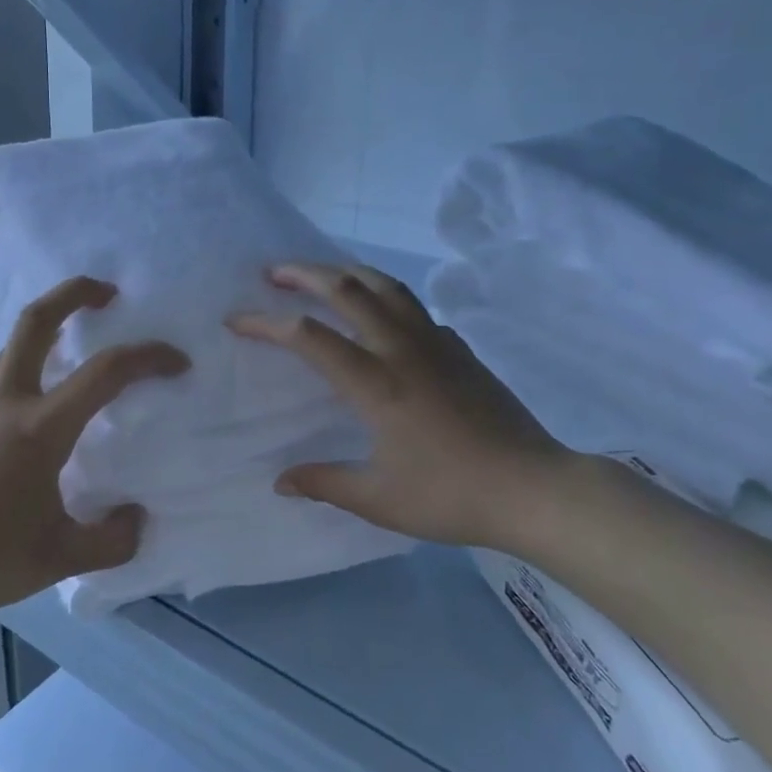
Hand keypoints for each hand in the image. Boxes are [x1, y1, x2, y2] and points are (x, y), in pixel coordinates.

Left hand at [0, 276, 188, 626]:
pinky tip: (39, 404)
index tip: (178, 362)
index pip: (105, 372)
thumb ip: (112, 540)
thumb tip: (136, 518)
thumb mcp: (61, 560)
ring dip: (49, 327)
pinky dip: (28, 365)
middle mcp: (5, 403)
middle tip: (108, 293)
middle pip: (37, 320)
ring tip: (77, 343)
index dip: (149, 357)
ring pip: (13, 345)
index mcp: (39, 429)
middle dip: (75, 293)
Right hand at [229, 263, 571, 549]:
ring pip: (387, 287)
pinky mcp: (461, 350)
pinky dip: (387, 299)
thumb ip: (326, 482)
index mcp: (377, 384)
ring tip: (323, 273)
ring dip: (347, 272)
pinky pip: (415, 310)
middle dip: (304, 273)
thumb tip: (280, 481)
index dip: (266, 323)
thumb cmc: (452, 495)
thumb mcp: (380, 499)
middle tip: (273, 272)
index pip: (309, 337)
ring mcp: (437, 344)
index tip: (236, 320)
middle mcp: (403, 350)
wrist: (534, 489)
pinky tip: (382, 317)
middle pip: (348, 289)